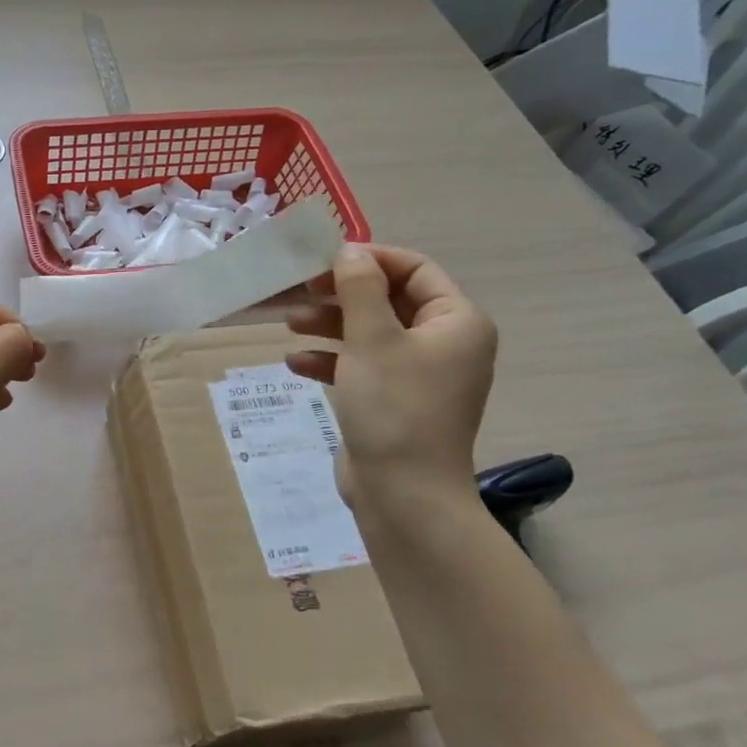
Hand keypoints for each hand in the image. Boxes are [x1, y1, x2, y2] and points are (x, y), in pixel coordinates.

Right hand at [286, 243, 497, 514]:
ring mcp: (419, 376)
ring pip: (371, 333)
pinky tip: (296, 364)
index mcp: (456, 322)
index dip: (369, 259)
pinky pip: (363, 367)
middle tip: (300, 291)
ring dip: (330, 325)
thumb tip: (350, 251)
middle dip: (341, 295)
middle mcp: (444, 344)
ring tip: (290, 324)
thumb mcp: (371, 338)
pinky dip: (333, 361)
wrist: (404, 496)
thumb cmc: (394, 407)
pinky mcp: (394, 402)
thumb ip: (359, 288)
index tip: (324, 261)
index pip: (414, 269)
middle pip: (388, 300)